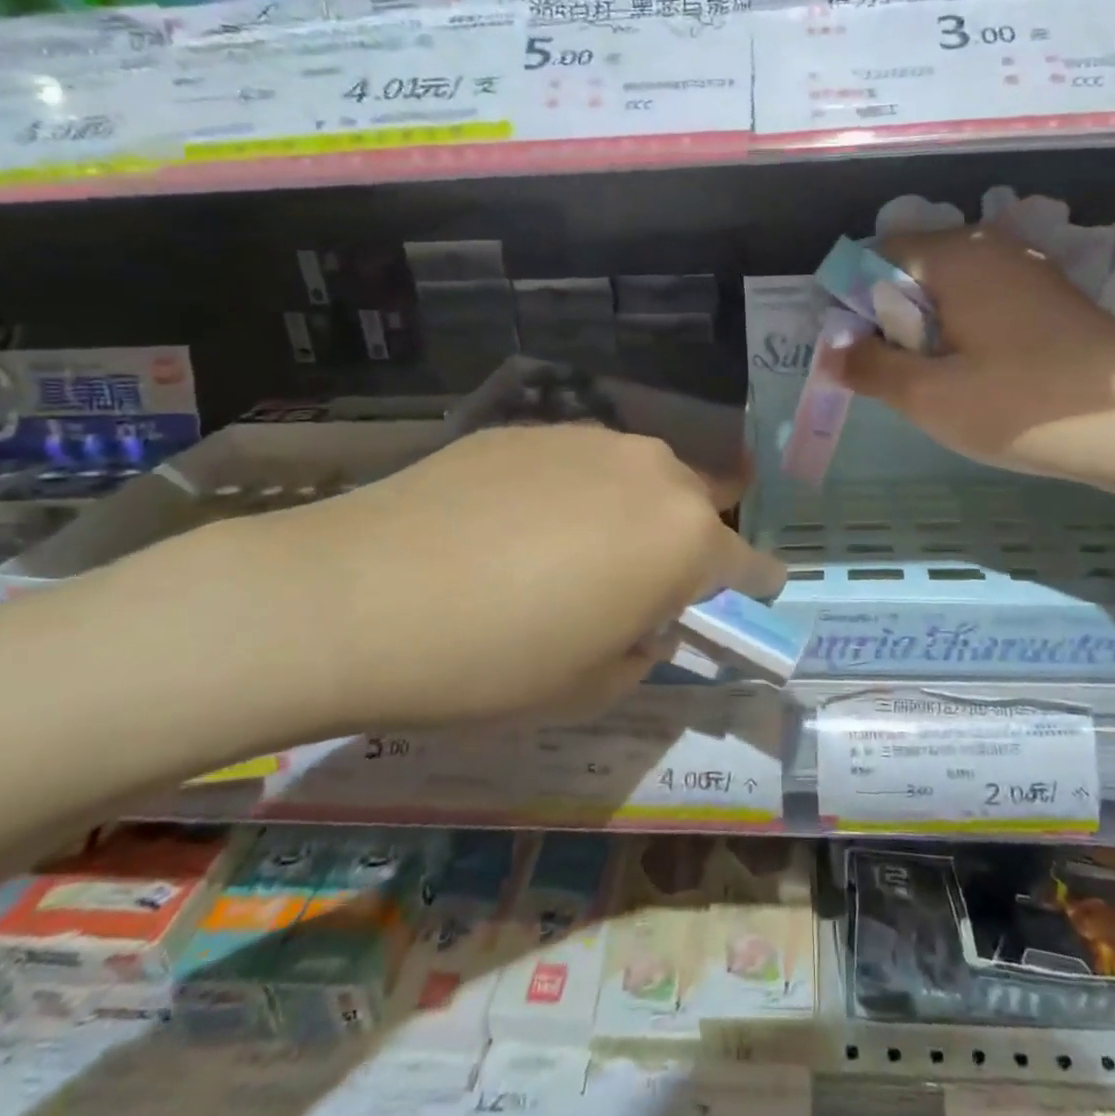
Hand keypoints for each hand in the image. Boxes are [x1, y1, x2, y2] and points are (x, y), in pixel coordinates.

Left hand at [257, 424, 783, 724]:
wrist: (359, 595)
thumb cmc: (493, 662)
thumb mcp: (589, 688)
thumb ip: (641, 650)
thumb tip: (641, 620)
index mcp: (684, 538)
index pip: (750, 562)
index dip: (755, 586)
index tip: (751, 597)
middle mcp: (652, 471)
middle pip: (698, 507)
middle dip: (687, 544)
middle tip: (642, 584)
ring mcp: (590, 439)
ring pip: (639, 477)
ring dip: (630, 512)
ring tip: (574, 551)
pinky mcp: (531, 427)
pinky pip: (580, 463)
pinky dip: (573, 492)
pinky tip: (517, 525)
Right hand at [829, 226, 1114, 479]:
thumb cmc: (1021, 406)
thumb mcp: (929, 396)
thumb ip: (870, 367)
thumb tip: (832, 350)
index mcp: (955, 256)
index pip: (876, 254)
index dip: (853, 300)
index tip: (855, 352)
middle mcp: (991, 247)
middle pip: (914, 268)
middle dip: (891, 317)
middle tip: (896, 375)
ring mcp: (1028, 270)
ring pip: (951, 288)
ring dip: (928, 329)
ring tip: (936, 382)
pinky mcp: (1051, 298)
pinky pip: (985, 301)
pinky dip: (964, 330)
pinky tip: (979, 376)